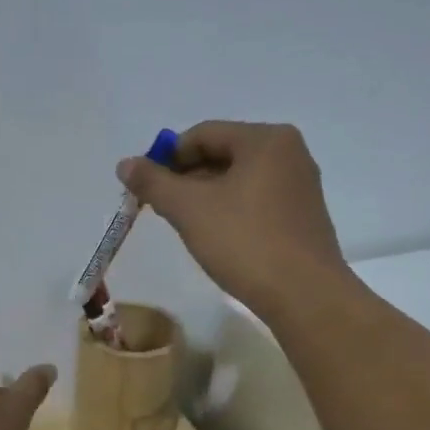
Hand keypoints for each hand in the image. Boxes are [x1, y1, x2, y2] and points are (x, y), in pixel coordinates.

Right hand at [117, 121, 350, 322]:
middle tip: (162, 209)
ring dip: (205, 197)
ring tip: (186, 226)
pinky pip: (255, 200)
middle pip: (221, 154)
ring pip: (238, 179)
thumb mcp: (189, 209)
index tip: (145, 189)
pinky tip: (217, 238)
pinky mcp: (302, 216)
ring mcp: (299, 185)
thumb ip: (153, 183)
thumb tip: (125, 164)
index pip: (202, 134)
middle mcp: (288, 153)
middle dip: (186, 179)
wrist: (303, 295)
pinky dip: (230, 211)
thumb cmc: (245, 242)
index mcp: (265, 139)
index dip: (166, 158)